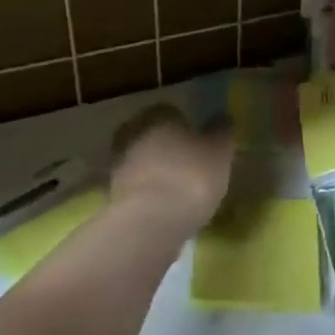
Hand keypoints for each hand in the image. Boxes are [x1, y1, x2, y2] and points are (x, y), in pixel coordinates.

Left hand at [109, 105, 233, 233]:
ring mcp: (118, 165)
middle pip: (151, 134)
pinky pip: (136, 186)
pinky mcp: (112, 195)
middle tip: (188, 162)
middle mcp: (132, 133)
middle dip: (166, 145)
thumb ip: (222, 131)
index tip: (199, 141)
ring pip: (141, 160)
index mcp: (157, 115)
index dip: (186, 125)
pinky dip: (148, 192)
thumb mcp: (220, 152)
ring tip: (179, 188)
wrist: (150, 223)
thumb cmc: (190, 176)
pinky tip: (166, 205)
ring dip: (155, 170)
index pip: (171, 111)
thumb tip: (222, 116)